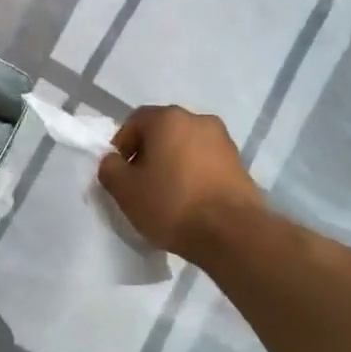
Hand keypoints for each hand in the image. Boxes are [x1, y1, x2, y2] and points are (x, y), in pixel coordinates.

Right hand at [97, 106, 265, 260]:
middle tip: (140, 184)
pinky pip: (206, 163)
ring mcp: (223, 141)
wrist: (232, 232)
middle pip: (163, 132)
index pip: (135, 121)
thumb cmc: (172, 204)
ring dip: (172, 164)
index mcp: (168, 119)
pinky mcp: (239, 164)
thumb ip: (110, 169)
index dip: (121, 145)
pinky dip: (193, 175)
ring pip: (186, 147)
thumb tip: (113, 161)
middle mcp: (199, 120)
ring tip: (166, 195)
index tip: (119, 173)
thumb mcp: (125, 191)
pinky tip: (189, 201)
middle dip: (148, 154)